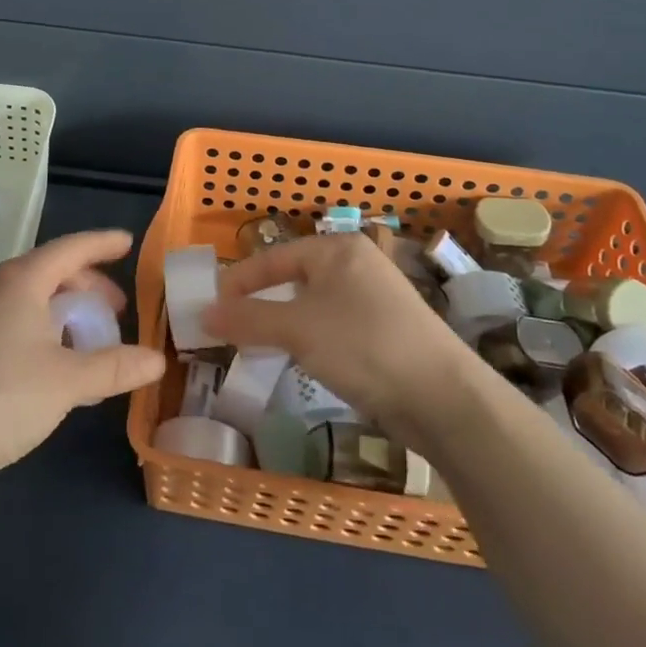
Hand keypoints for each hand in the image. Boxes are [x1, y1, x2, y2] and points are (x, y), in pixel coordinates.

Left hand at [0, 230, 164, 486]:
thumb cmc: (0, 398)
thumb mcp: (67, 383)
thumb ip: (114, 367)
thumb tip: (157, 360)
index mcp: (22, 281)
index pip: (71, 248)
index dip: (103, 244)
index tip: (128, 243)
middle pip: (51, 271)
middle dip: (87, 285)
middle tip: (115, 310)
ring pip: (30, 297)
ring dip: (64, 310)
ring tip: (87, 340)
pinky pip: (13, 317)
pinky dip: (42, 327)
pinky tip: (51, 363)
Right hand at [203, 233, 471, 431]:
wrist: (443, 397)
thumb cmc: (363, 346)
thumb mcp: (297, 329)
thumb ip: (248, 319)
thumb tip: (203, 314)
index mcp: (337, 249)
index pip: (274, 257)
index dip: (239, 282)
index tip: (210, 307)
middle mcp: (357, 264)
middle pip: (293, 278)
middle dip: (260, 304)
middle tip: (230, 328)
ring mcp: (374, 297)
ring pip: (313, 304)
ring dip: (283, 324)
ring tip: (258, 346)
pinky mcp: (385, 329)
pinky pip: (333, 325)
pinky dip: (310, 338)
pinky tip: (302, 360)